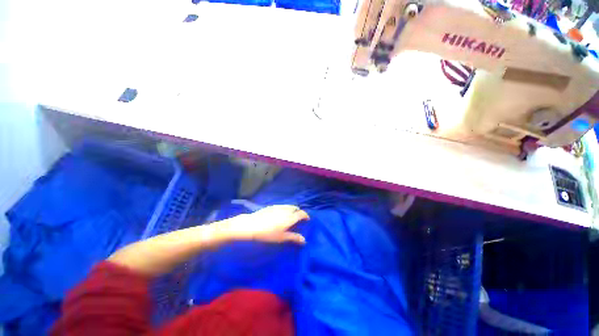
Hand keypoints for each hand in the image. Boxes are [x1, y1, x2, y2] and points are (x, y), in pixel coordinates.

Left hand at [220, 205, 309, 243]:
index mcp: (290, 217)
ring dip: (292, 210)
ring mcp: (278, 207)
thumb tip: (304, 240)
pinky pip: (282, 206)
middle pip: (296, 208)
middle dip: (299, 212)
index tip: (307, 220)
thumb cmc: (268, 233)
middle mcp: (286, 210)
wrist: (251, 225)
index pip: (302, 213)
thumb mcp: (281, 237)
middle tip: (298, 219)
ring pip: (289, 206)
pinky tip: (279, 215)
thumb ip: (294, 237)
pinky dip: (285, 209)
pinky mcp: (271, 206)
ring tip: (289, 217)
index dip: (306, 216)